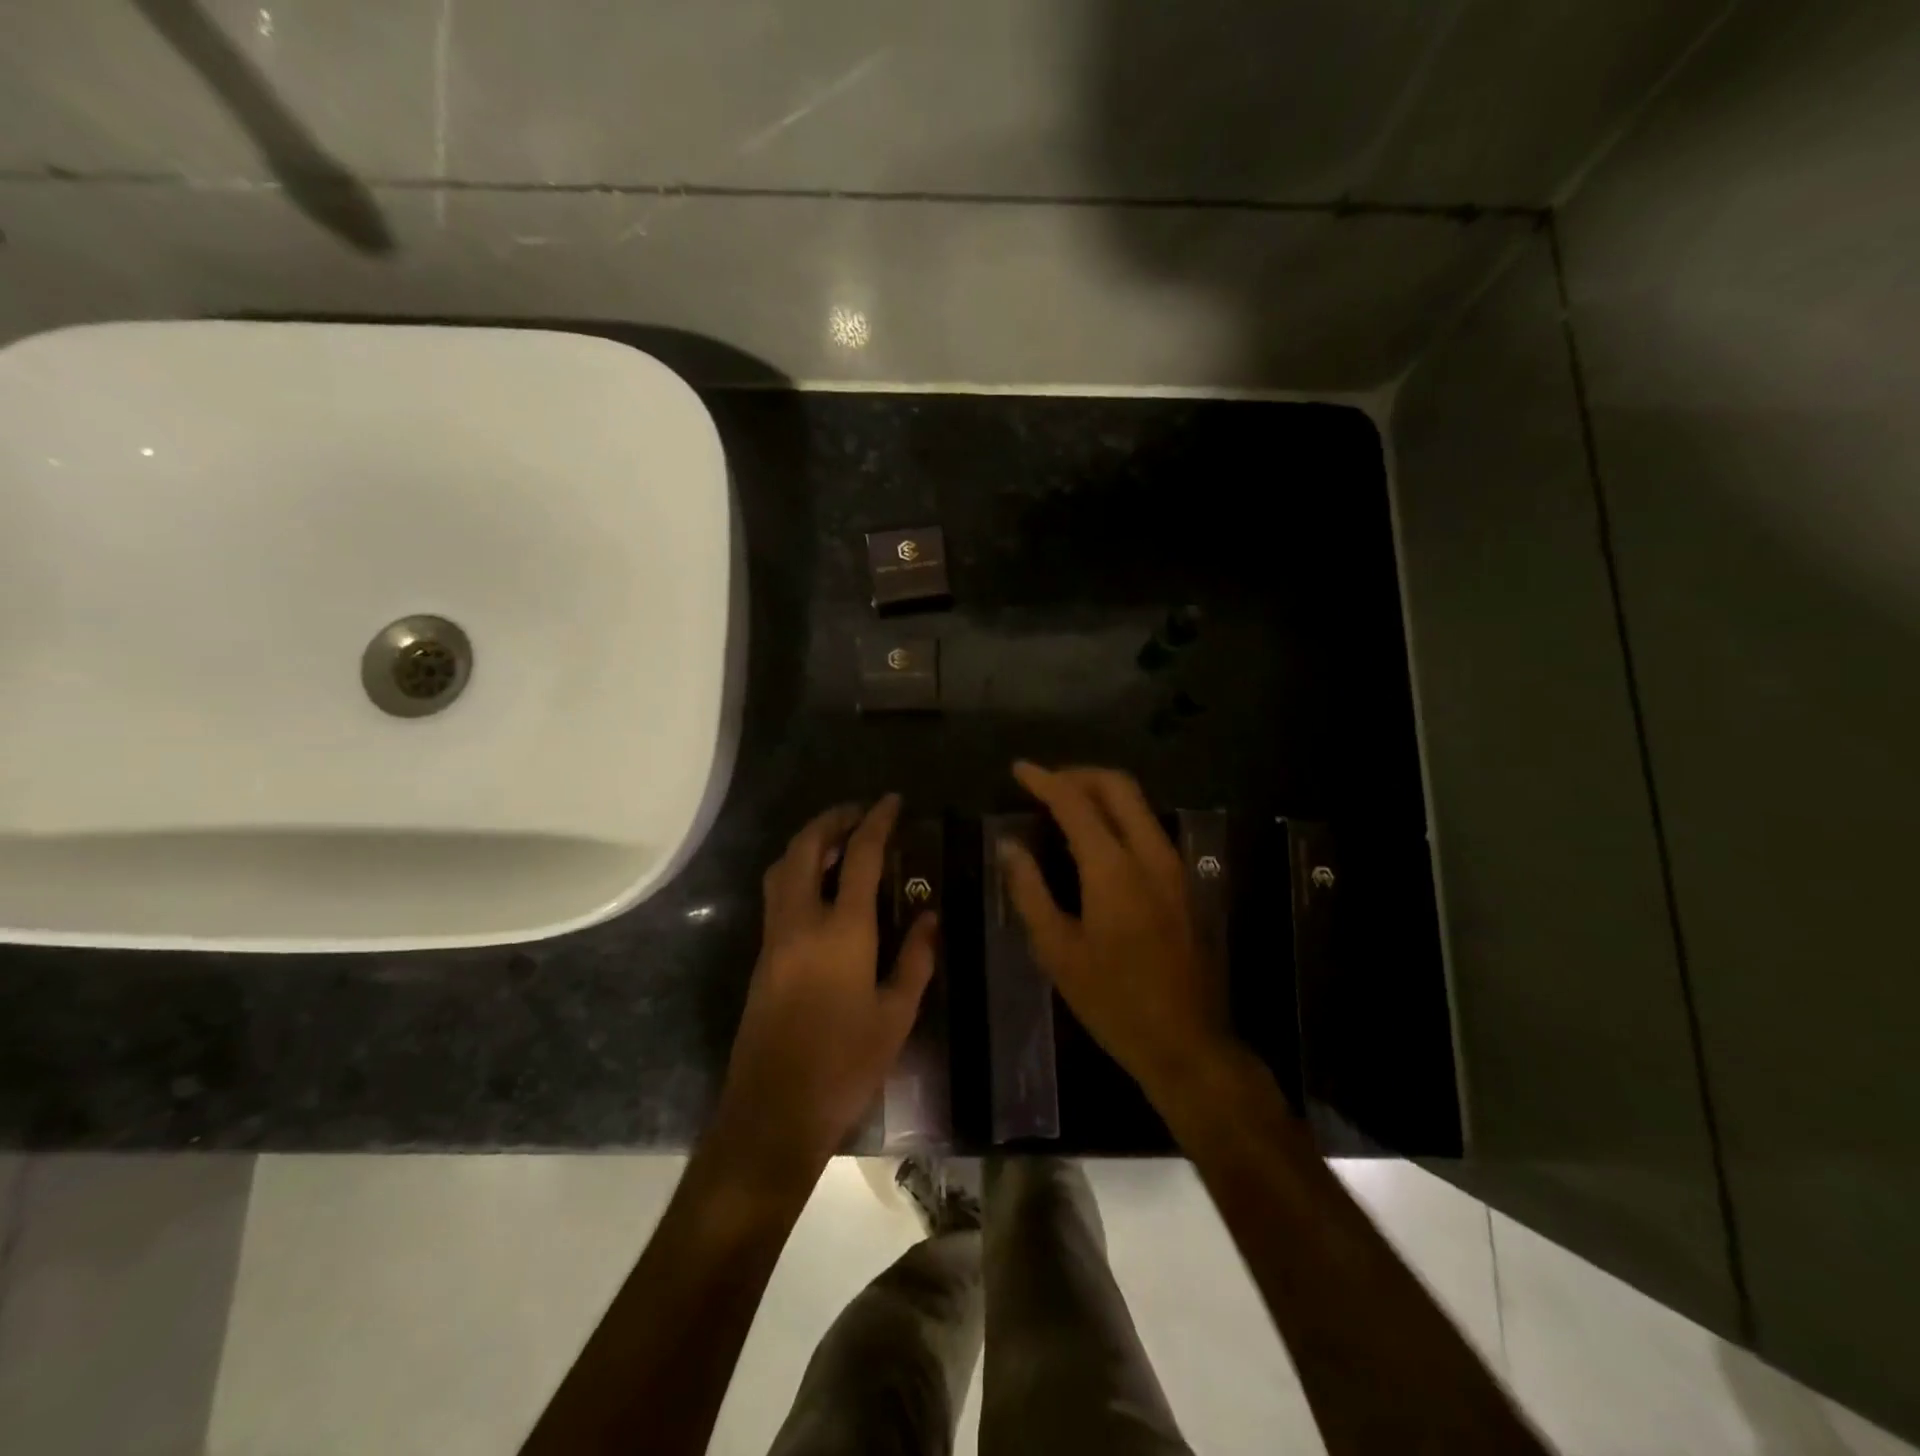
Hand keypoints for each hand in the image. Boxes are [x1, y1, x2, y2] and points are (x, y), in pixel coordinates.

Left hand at [713, 795, 935, 1177]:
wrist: (775, 1109)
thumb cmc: (845, 1064)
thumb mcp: (896, 1014)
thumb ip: (915, 958)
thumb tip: (929, 916)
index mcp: (842, 930)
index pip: (861, 856)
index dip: (877, 821)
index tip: (892, 801)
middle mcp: (801, 921)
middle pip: (807, 847)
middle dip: (833, 819)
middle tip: (861, 813)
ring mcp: (775, 936)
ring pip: (784, 866)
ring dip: (810, 841)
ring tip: (842, 841)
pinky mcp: (762, 955)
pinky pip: (778, 892)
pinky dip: (799, 869)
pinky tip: (823, 884)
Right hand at [999, 762, 1232, 1098]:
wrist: (1186, 1042)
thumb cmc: (1112, 1001)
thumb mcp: (1058, 951)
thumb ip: (1030, 891)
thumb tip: (1009, 846)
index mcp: (1114, 869)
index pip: (1075, 803)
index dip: (1044, 780)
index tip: (1018, 769)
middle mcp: (1149, 854)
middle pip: (1118, 786)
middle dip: (1078, 774)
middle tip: (1043, 783)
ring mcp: (1172, 866)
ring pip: (1137, 804)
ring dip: (1099, 792)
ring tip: (1062, 805)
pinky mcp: (1182, 882)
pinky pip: (1146, 827)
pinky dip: (1116, 815)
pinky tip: (1092, 839)